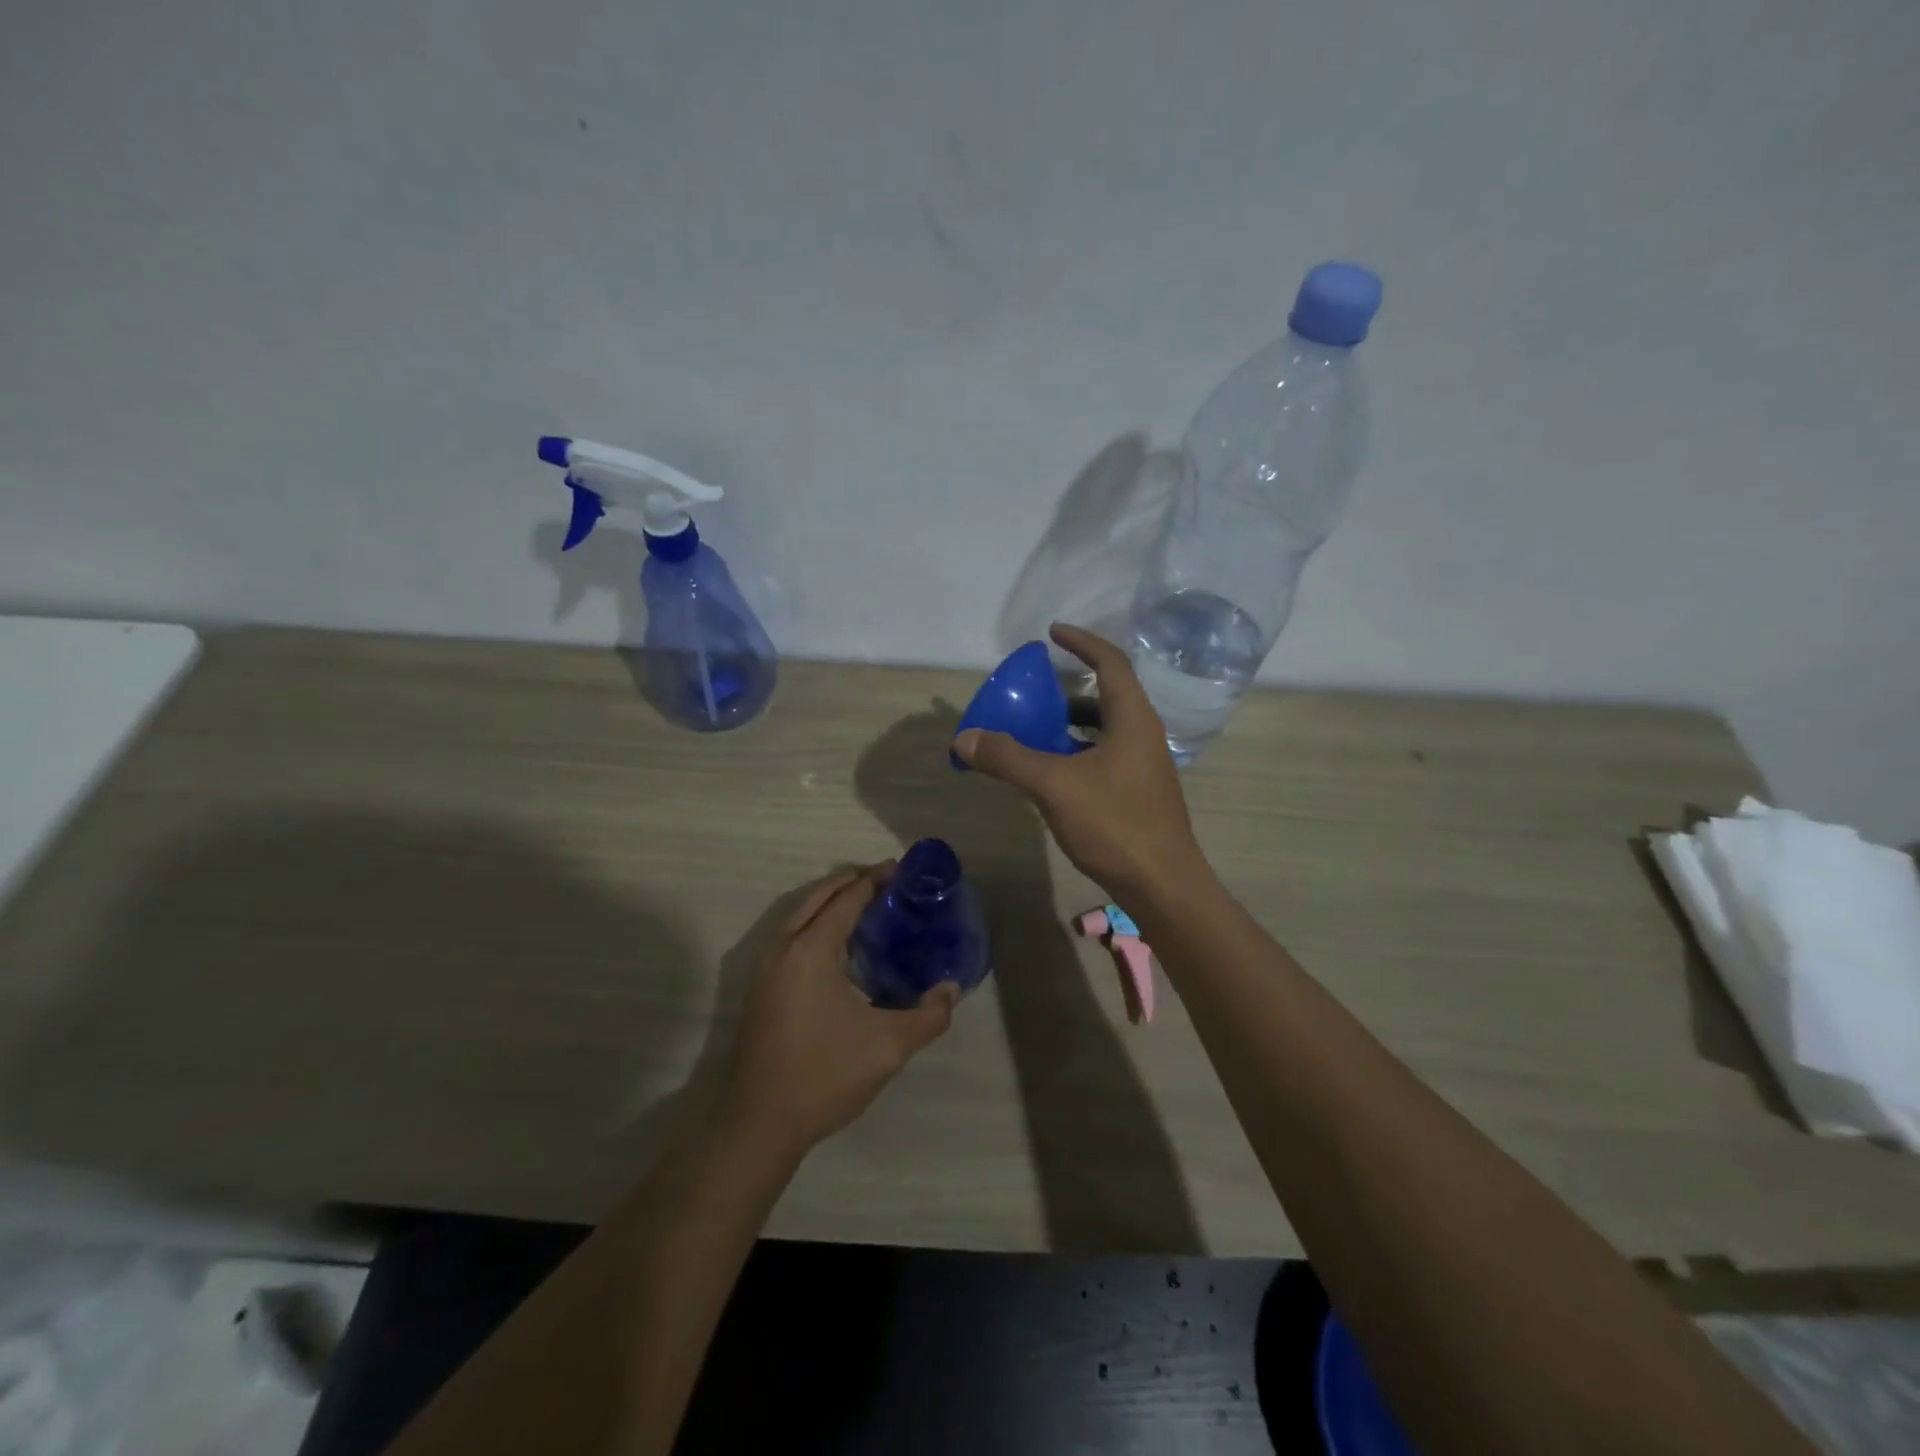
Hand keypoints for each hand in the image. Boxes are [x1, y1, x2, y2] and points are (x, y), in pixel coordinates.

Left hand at [722, 865, 958, 1156]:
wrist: (759, 1123)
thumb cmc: (824, 1076)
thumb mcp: (888, 1047)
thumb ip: (928, 1016)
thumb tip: (951, 990)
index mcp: (811, 950)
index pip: (846, 898)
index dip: (875, 879)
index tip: (902, 869)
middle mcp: (784, 948)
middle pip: (819, 896)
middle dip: (852, 882)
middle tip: (888, 881)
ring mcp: (766, 968)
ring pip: (800, 915)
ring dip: (831, 901)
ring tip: (868, 906)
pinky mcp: (761, 988)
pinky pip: (792, 936)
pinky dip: (816, 923)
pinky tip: (840, 947)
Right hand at [953, 623, 1205, 900]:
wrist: (1163, 885)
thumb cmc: (1115, 824)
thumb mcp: (1054, 785)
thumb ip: (1008, 758)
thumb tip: (964, 738)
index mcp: (1132, 719)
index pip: (1111, 662)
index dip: (1082, 642)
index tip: (1052, 633)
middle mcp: (1143, 734)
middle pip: (1107, 695)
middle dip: (1070, 687)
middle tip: (1035, 689)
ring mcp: (1143, 765)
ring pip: (1104, 729)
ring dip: (1070, 723)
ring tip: (1034, 727)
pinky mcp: (1138, 792)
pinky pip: (1103, 756)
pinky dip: (1075, 752)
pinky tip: (1050, 771)